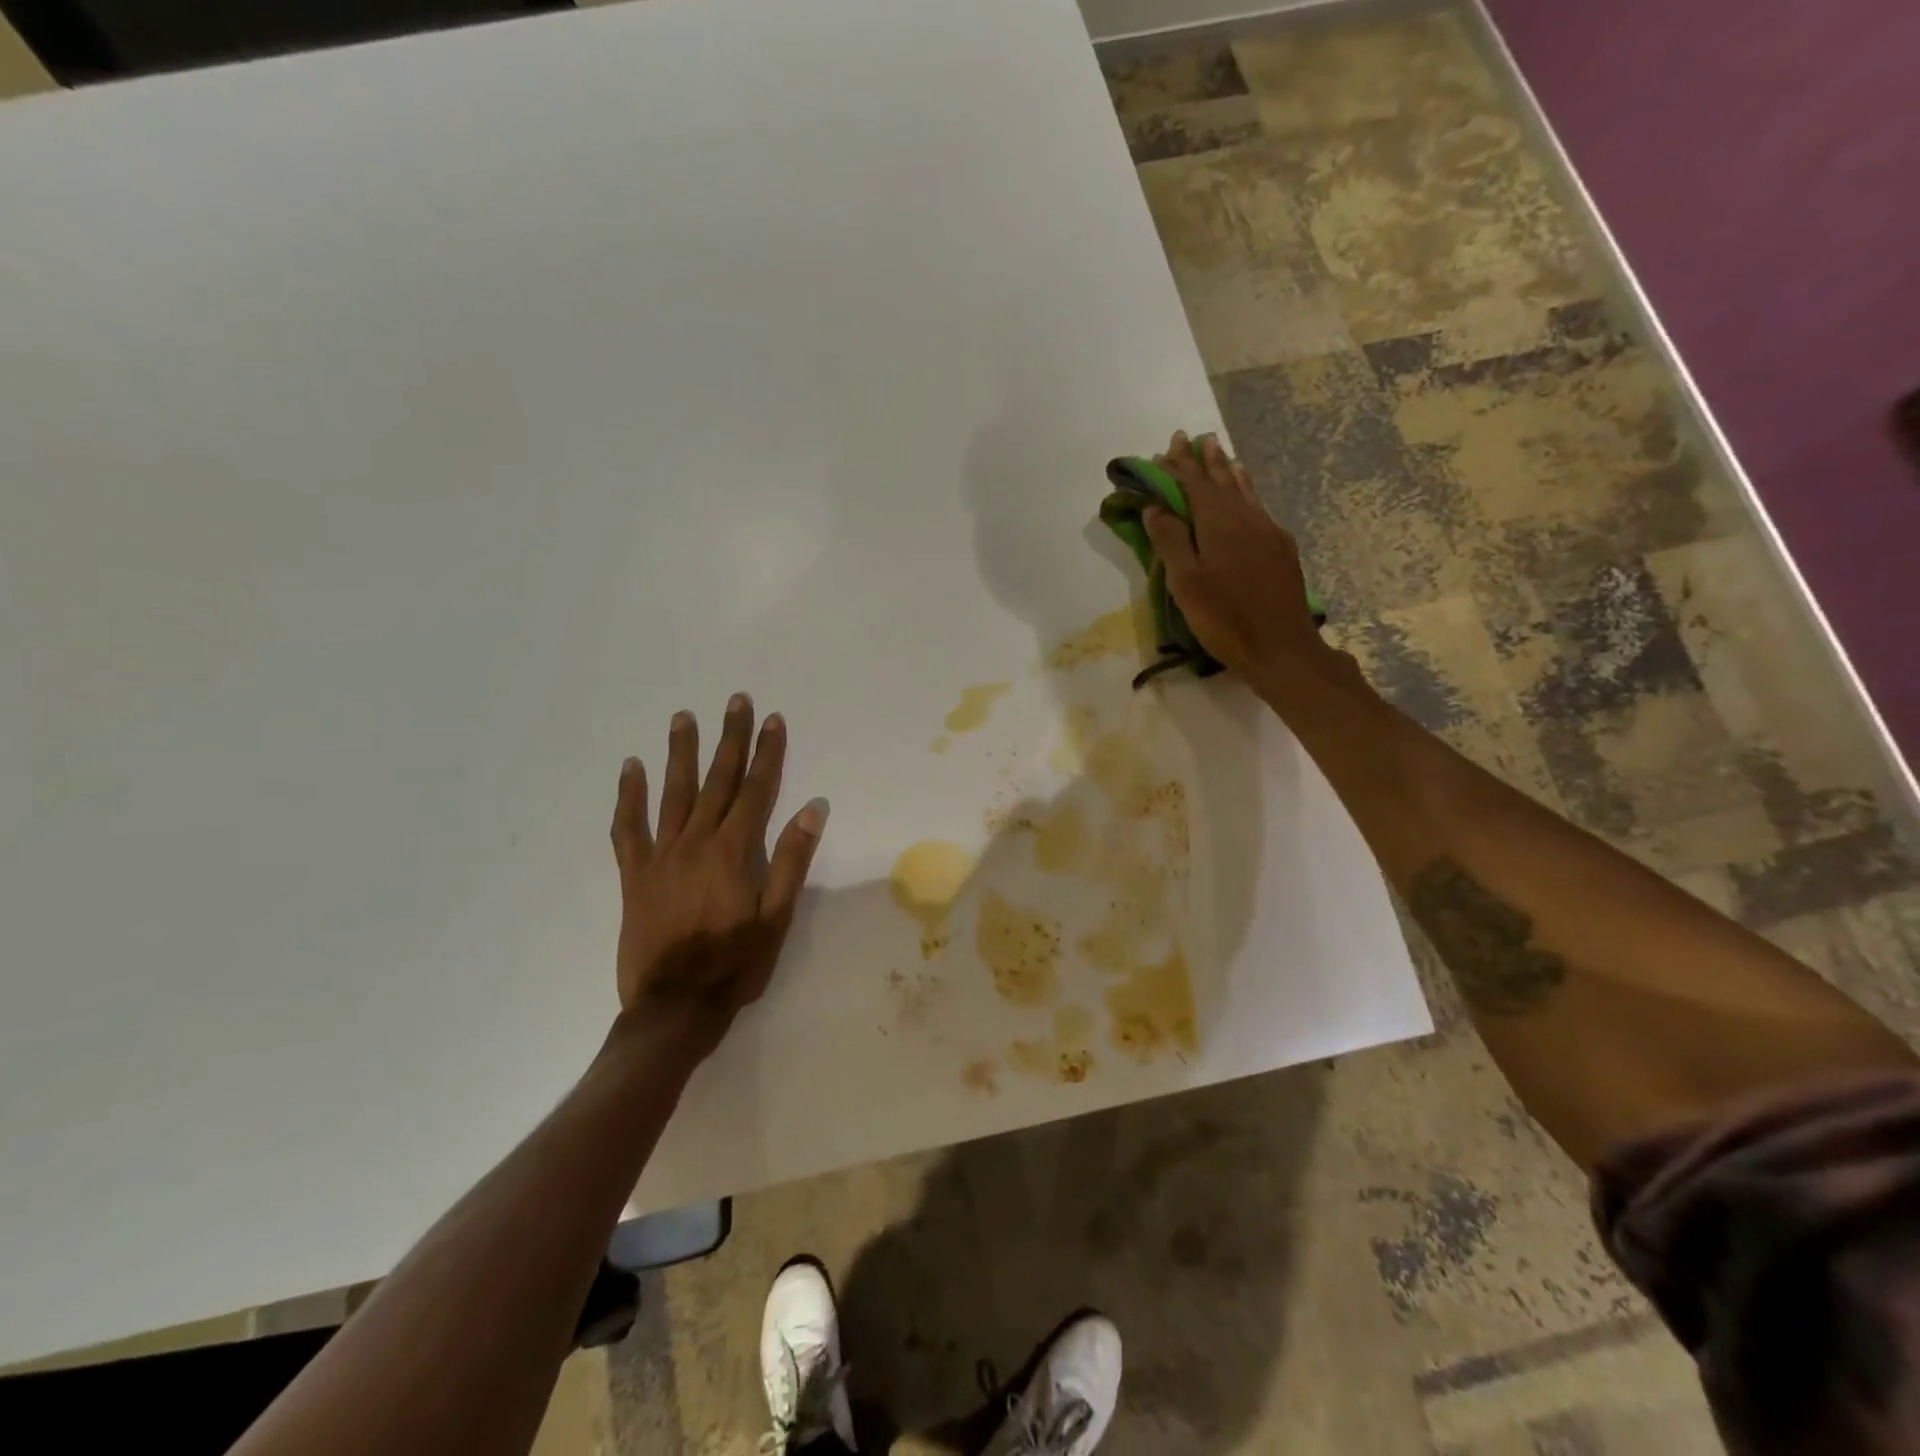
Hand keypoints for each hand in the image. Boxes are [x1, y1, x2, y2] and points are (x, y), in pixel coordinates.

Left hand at [609, 695, 827, 1057]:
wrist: (673, 1008)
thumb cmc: (734, 965)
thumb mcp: (777, 917)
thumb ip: (792, 860)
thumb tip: (812, 809)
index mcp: (734, 852)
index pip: (756, 790)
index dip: (768, 753)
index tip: (773, 719)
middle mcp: (696, 842)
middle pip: (717, 780)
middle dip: (729, 738)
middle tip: (735, 700)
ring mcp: (661, 856)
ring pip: (673, 793)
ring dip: (680, 753)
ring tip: (683, 717)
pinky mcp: (634, 875)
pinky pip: (628, 828)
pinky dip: (629, 797)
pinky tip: (631, 769)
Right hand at [1142, 431, 1333, 695]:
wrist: (1281, 648)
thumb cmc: (1224, 618)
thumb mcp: (1186, 583)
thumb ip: (1170, 541)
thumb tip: (1155, 506)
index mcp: (1219, 523)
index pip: (1194, 485)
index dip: (1179, 466)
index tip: (1166, 446)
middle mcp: (1247, 518)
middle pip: (1222, 481)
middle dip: (1204, 461)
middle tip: (1194, 438)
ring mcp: (1269, 531)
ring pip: (1245, 491)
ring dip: (1228, 470)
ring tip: (1220, 452)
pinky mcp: (1281, 549)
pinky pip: (1258, 506)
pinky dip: (1245, 491)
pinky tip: (1245, 493)